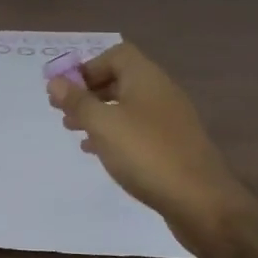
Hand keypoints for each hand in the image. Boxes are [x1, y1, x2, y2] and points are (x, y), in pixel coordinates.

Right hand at [47, 42, 250, 240]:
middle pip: (120, 80)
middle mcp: (160, 92)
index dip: (88, 67)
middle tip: (63, 111)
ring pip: (127, 107)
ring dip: (99, 114)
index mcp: (146, 78)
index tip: (66, 90)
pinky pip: (138, 130)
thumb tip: (55, 81)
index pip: (116, 55)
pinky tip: (98, 152)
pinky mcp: (173, 146)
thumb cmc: (147, 154)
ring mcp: (169, 120)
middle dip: (89, 92)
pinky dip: (115, 134)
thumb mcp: (103, 125)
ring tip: (74, 131)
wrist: (202, 202)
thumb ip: (77, 101)